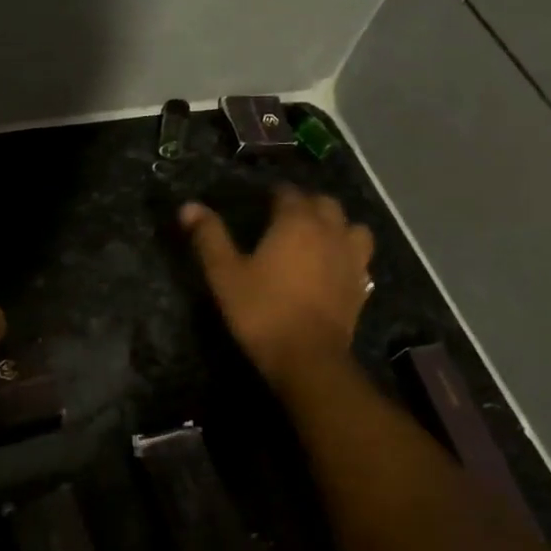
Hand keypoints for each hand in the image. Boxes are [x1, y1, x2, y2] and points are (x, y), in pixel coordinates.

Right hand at [180, 187, 373, 388]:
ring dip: (336, 225)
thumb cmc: (262, 311)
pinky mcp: (361, 284)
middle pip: (324, 203)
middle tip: (286, 217)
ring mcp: (351, 258)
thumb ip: (209, 237)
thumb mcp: (225, 274)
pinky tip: (335, 266)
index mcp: (296, 222)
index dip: (275, 194)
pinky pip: (360, 257)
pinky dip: (349, 253)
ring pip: (352, 226)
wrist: (308, 357)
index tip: (262, 201)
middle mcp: (329, 231)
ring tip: (318, 237)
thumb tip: (188, 206)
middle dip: (306, 203)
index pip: (288, 193)